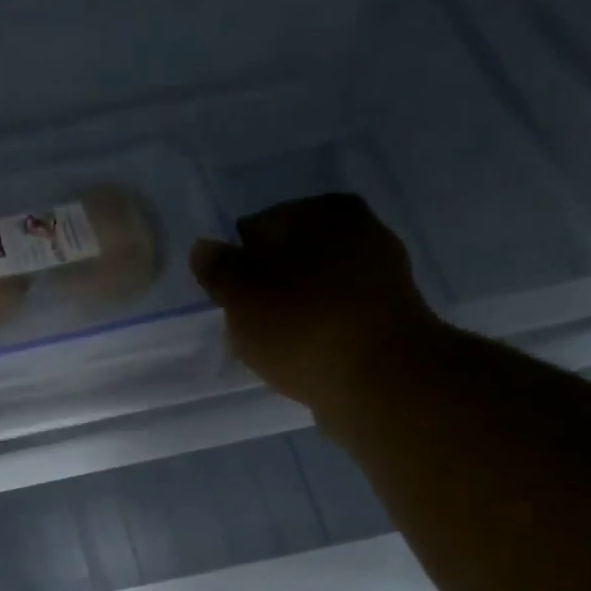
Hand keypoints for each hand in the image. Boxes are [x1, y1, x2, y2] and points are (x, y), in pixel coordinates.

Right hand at [189, 194, 440, 409]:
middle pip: (288, 260)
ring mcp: (380, 275)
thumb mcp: (242, 296)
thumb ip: (218, 269)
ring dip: (290, 315)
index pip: (258, 227)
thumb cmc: (302, 327)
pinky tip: (303, 360)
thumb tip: (203, 248)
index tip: (227, 301)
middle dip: (265, 290)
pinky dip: (315, 335)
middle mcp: (360, 230)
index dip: (235, 265)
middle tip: (248, 329)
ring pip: (312, 292)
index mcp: (323, 210)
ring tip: (274, 351)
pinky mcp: (387, 318)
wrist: (378, 380)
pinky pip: (334, 321)